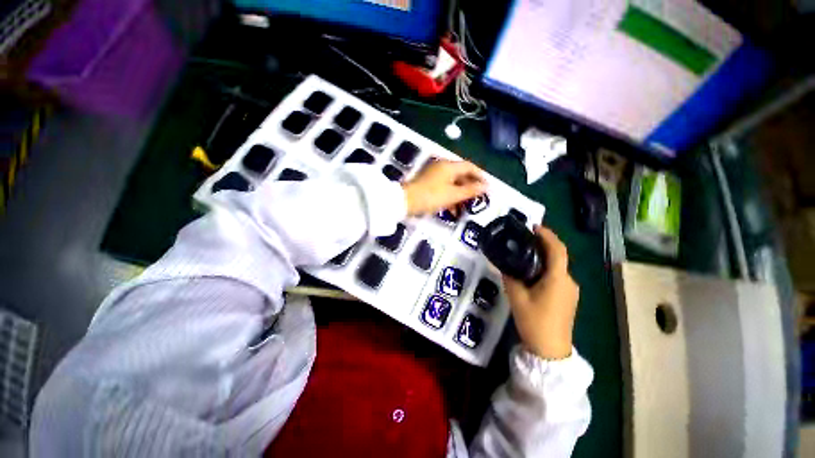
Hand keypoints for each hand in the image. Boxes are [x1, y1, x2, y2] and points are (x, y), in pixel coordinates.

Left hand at [402, 160, 487, 216]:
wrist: (405, 202)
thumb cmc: (431, 197)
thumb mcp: (453, 195)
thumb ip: (471, 190)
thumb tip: (486, 187)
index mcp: (449, 166)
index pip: (470, 167)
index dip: (480, 176)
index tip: (488, 187)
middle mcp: (441, 166)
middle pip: (461, 174)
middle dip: (470, 187)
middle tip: (478, 198)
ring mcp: (433, 174)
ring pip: (452, 182)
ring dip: (460, 194)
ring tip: (466, 207)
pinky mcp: (427, 182)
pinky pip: (443, 187)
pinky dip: (450, 195)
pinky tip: (452, 209)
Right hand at [503, 226, 578, 359]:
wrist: (551, 350)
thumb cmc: (534, 322)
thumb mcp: (516, 297)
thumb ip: (510, 277)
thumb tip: (505, 264)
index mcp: (557, 279)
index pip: (557, 250)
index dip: (547, 235)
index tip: (533, 227)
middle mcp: (568, 281)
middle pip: (558, 256)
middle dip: (543, 244)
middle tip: (524, 238)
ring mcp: (570, 290)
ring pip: (557, 266)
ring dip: (544, 256)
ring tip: (525, 252)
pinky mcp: (567, 297)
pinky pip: (557, 276)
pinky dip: (546, 268)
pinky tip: (532, 272)